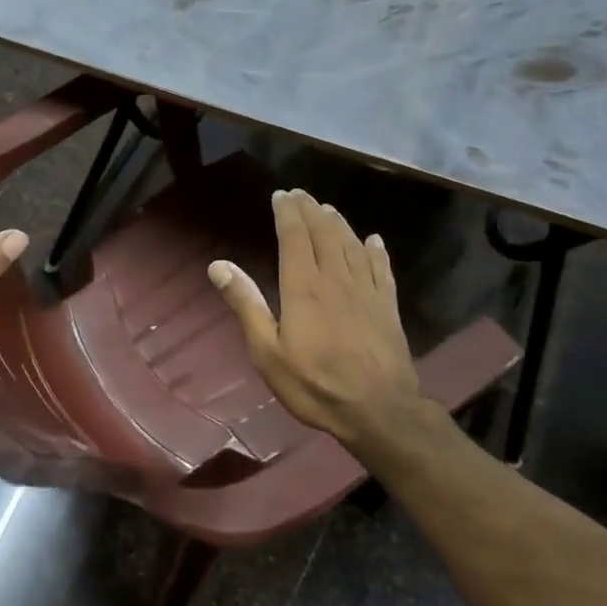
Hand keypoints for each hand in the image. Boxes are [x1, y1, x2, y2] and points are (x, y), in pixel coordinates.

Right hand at [209, 189, 429, 446]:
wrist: (379, 411)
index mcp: (303, 287)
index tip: (281, 196)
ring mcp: (367, 292)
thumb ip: (246, 304)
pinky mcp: (388, 307)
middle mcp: (336, 279)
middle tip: (301, 194)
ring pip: (352, 245)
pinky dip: (375, 251)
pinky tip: (373, 241)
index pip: (294, 237)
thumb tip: (218, 265)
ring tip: (328, 209)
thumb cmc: (314, 384)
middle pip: (324, 234)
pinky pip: (382, 269)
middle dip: (310, 210)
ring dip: (338, 224)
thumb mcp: (267, 351)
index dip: (287, 213)